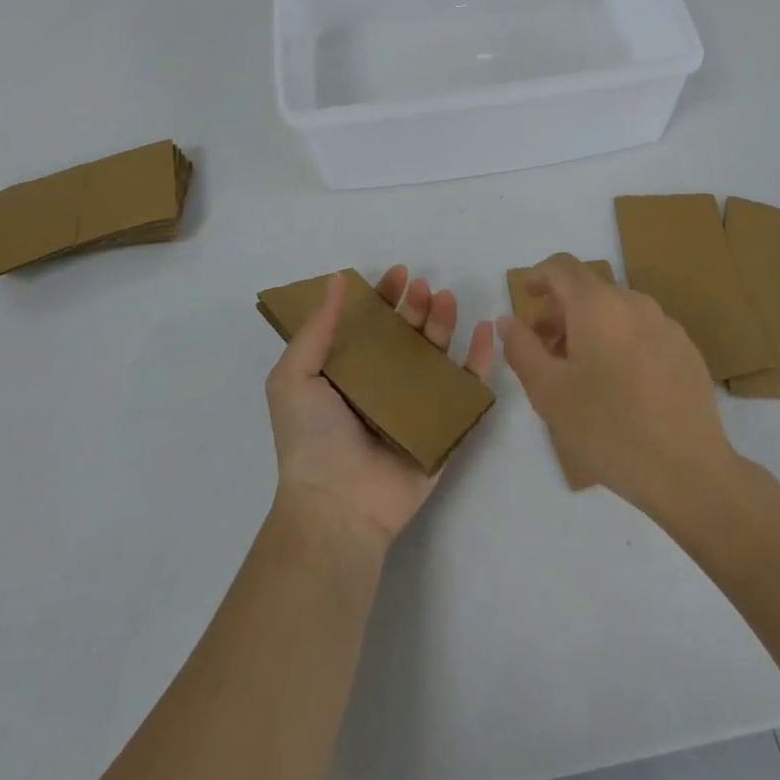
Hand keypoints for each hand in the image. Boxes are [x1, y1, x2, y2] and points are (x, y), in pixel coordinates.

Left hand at [266, 266, 495, 549]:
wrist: (338, 505)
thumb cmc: (311, 438)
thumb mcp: (294, 376)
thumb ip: (317, 328)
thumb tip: (337, 280)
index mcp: (349, 372)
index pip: (372, 324)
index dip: (385, 297)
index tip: (399, 274)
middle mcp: (383, 384)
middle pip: (407, 334)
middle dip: (416, 306)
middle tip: (422, 288)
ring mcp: (416, 405)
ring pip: (437, 354)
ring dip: (444, 323)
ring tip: (446, 299)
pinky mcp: (444, 426)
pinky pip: (466, 388)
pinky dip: (479, 359)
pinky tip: (485, 330)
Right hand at [499, 254, 733, 514]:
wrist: (689, 472)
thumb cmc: (608, 428)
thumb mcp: (548, 392)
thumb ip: (521, 348)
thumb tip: (508, 320)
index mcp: (598, 305)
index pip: (562, 267)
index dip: (538, 276)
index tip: (526, 299)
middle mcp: (635, 303)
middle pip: (589, 289)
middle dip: (561, 310)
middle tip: (544, 349)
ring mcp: (666, 326)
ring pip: (617, 311)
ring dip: (590, 327)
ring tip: (580, 371)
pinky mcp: (687, 351)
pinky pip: (642, 331)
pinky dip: (620, 342)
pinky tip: (619, 386)